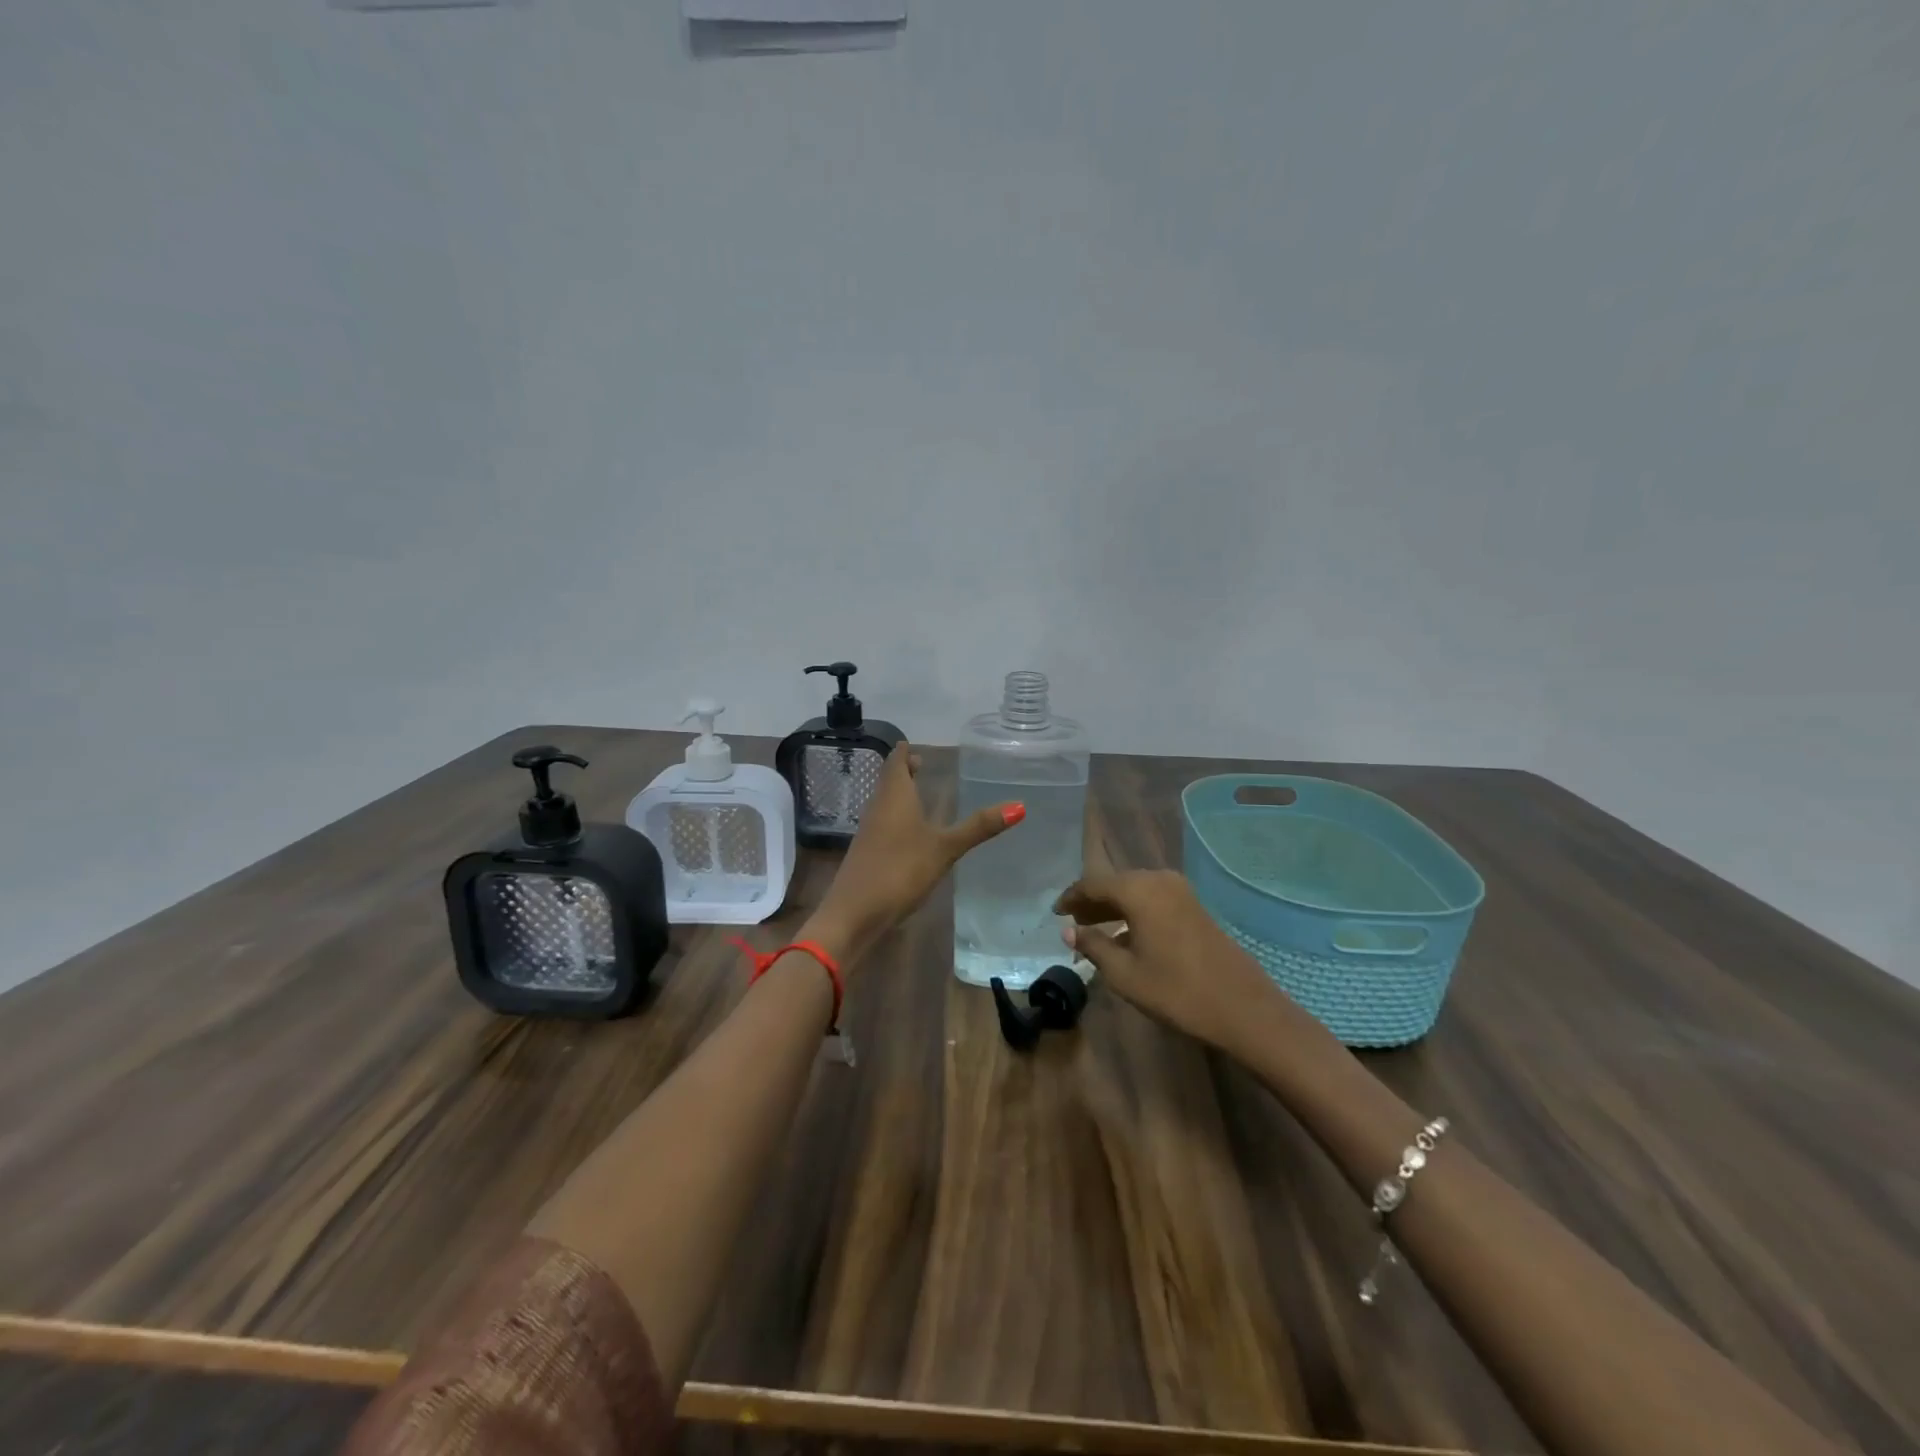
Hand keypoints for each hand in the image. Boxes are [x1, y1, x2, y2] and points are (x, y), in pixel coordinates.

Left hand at [807, 742, 1021, 967]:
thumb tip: (1020, 805)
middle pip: (888, 781)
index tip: (914, 745)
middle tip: (920, 764)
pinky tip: (908, 834)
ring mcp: (868, 832)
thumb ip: (978, 827)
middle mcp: (878, 808)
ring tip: (917, 794)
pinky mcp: (866, 854)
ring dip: (899, 795)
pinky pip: (882, 825)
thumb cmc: (900, 870)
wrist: (854, 913)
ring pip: (884, 803)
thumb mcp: (945, 848)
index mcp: (894, 797)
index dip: (904, 752)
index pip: (896, 762)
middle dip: (902, 771)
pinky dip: (895, 819)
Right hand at [1054, 870, 1282, 1053]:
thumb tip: (1069, 932)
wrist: (1243, 1008)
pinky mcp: (1194, 906)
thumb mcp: (1125, 974)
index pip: (1093, 884)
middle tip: (1071, 923)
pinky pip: (1152, 900)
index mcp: (1138, 890)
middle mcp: (1158, 880)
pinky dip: (1133, 912)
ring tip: (1093, 930)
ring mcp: (1180, 892)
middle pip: (1115, 883)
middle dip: (1092, 902)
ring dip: (1113, 908)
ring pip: (1135, 891)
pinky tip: (1125, 936)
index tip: (1055, 913)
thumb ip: (1094, 946)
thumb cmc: (1176, 991)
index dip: (1071, 898)